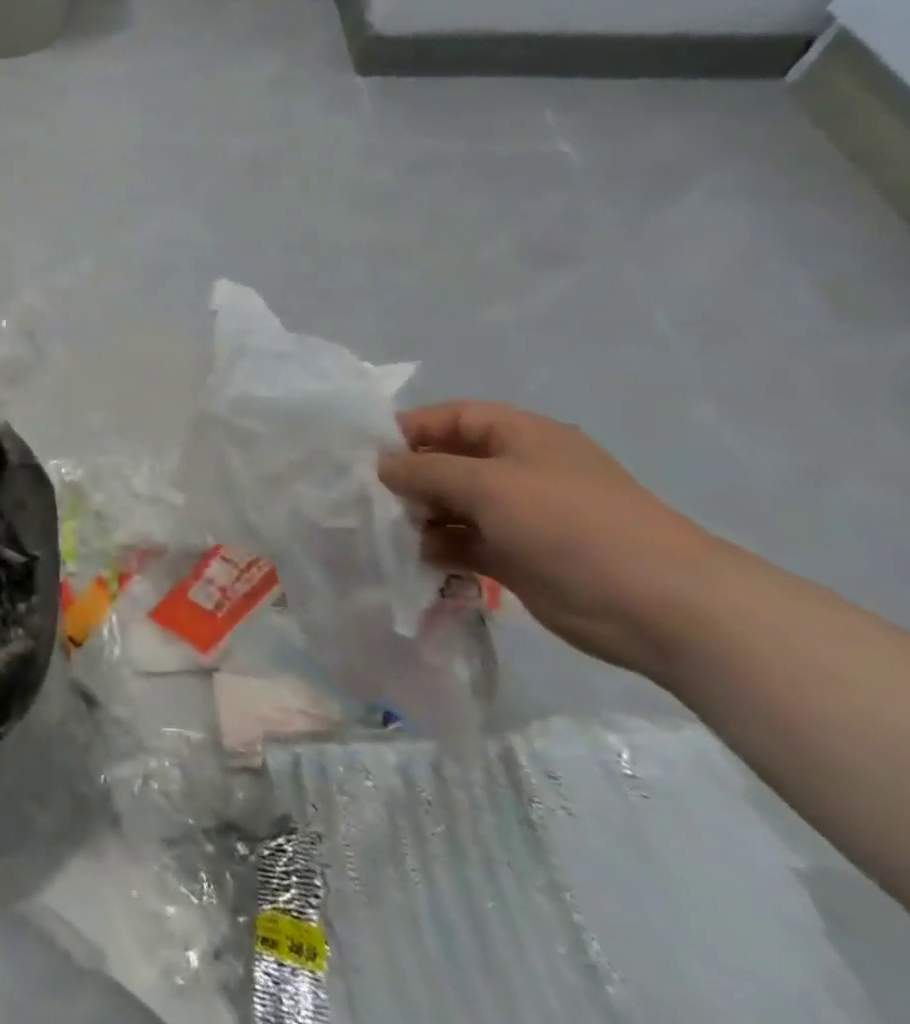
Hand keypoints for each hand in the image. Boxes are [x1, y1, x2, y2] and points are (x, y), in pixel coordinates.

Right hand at [378, 401, 741, 678]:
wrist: (658, 605)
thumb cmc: (569, 524)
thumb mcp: (487, 484)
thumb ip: (425, 471)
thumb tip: (381, 466)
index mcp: (521, 436)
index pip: (451, 417)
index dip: (409, 429)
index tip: (366, 453)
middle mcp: (517, 470)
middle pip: (447, 462)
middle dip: (407, 477)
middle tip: (365, 496)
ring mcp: (519, 516)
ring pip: (452, 506)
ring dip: (418, 516)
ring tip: (382, 531)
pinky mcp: (518, 558)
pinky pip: (464, 543)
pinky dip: (437, 548)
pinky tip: (412, 559)